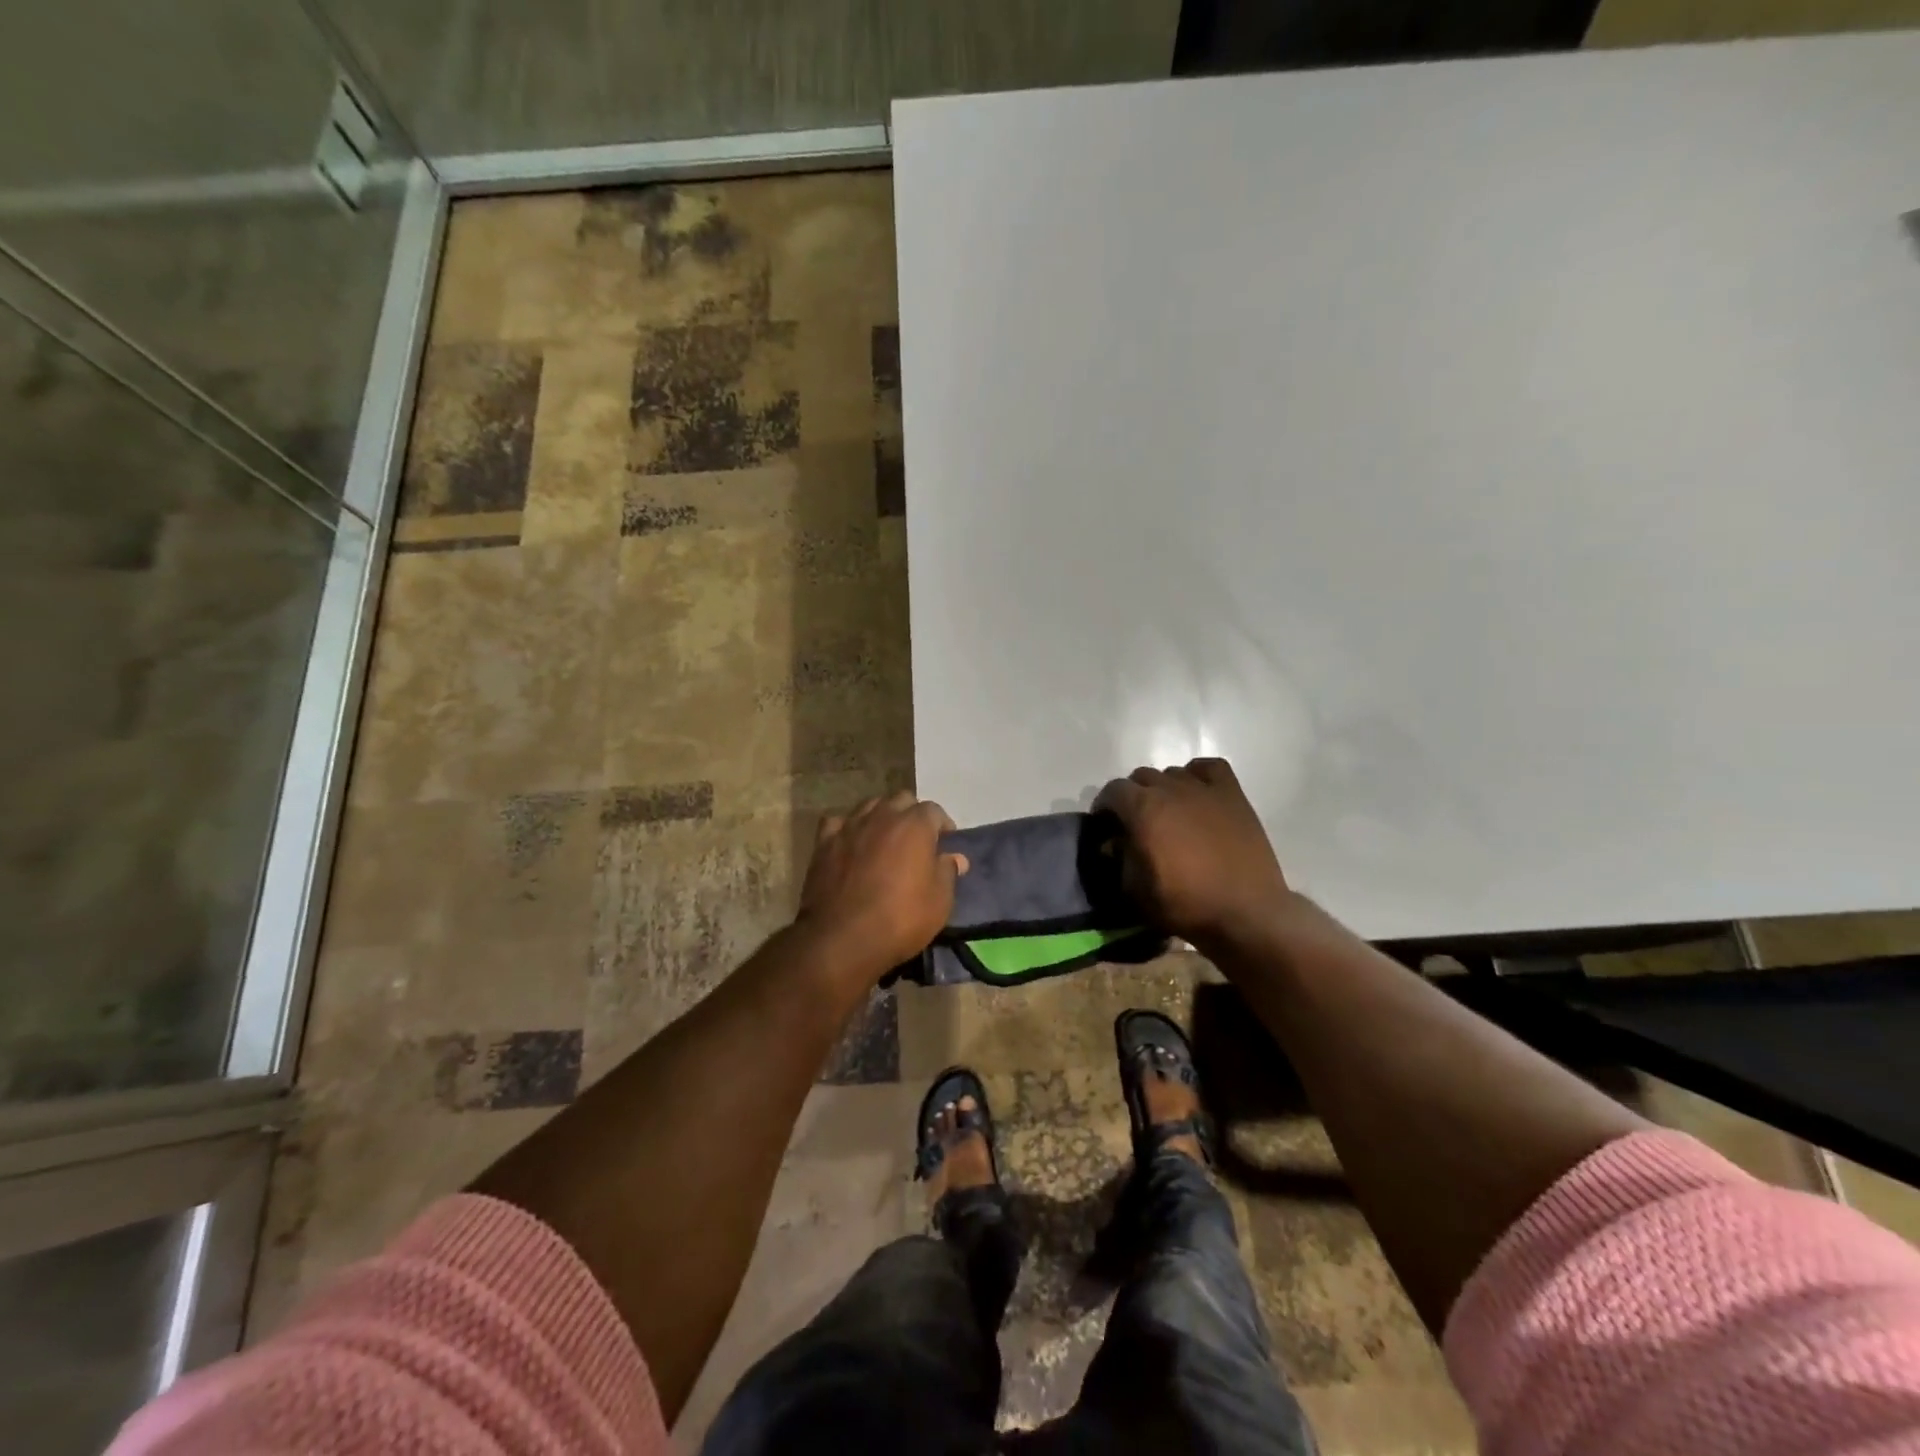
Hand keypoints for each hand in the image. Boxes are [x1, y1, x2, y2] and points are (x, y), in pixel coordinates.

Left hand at [795, 792, 969, 981]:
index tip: (944, 842)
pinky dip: (847, 829)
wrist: (842, 938)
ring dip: (881, 817)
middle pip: (901, 800)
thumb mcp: (939, 902)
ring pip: (869, 806)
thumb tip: (955, 857)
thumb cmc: (900, 918)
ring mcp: (850, 826)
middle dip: (911, 814)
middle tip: (915, 839)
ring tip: (884, 839)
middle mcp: (883, 815)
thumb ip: (947, 872)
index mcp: (915, 824)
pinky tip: (850, 843)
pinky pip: (838, 823)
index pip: (934, 810)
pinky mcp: (824, 842)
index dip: (942, 825)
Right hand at [1093, 758, 1291, 947]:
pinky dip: (1198, 775)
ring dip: (1164, 788)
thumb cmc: (1185, 904)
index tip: (1106, 826)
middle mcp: (1170, 788)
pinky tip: (1197, 794)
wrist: (1246, 913)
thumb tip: (1113, 842)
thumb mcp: (1135, 890)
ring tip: (1169, 813)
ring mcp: (1204, 788)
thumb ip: (1119, 859)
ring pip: (1173, 772)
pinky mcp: (1233, 795)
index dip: (1105, 807)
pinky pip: (1209, 768)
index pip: (1112, 791)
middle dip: (1132, 796)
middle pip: (1141, 777)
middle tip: (1136, 823)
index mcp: (1142, 808)